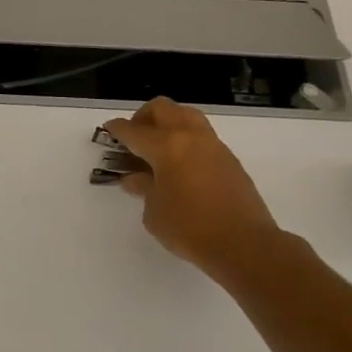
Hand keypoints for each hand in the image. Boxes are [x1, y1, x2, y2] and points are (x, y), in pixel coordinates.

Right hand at [102, 98, 284, 281]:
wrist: (243, 243)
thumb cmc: (189, 227)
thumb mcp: (153, 212)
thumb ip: (143, 188)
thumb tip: (135, 177)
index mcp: (166, 147)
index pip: (134, 131)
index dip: (117, 129)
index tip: (109, 129)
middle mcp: (190, 137)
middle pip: (163, 108)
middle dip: (143, 117)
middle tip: (134, 137)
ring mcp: (213, 145)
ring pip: (186, 116)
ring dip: (168, 123)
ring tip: (157, 147)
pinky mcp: (229, 158)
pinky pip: (201, 135)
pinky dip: (185, 139)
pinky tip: (179, 164)